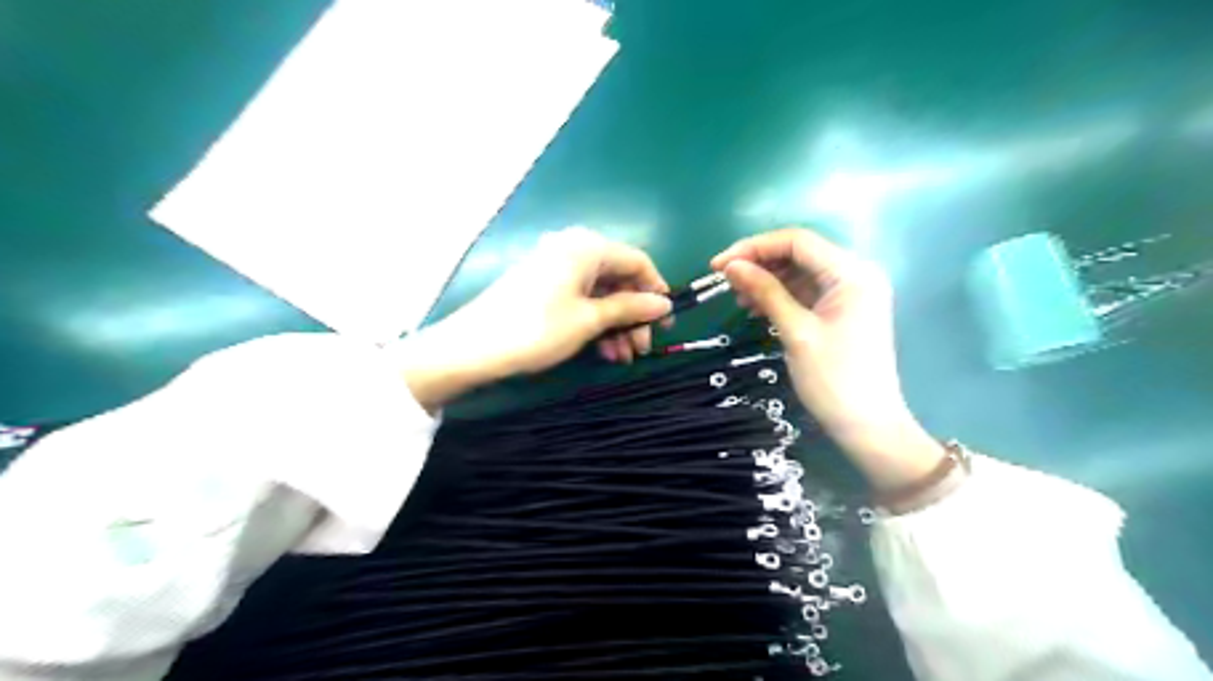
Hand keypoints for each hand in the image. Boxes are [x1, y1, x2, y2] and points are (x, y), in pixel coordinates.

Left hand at [405, 225, 671, 409]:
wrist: (473, 347)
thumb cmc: (537, 328)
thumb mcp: (589, 320)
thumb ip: (630, 308)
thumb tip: (665, 304)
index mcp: (586, 247)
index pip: (637, 261)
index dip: (656, 290)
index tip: (667, 322)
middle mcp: (572, 249)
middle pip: (618, 279)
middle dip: (634, 315)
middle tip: (642, 348)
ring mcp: (555, 267)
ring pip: (600, 293)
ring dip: (616, 324)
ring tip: (622, 357)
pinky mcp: (542, 285)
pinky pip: (580, 299)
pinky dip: (595, 322)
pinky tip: (602, 351)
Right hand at [712, 226, 947, 488]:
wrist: (867, 426)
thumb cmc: (833, 379)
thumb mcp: (795, 331)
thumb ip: (765, 292)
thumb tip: (731, 265)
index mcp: (852, 273)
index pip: (797, 241)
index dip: (754, 247)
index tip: (719, 265)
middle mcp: (855, 273)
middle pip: (799, 253)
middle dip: (760, 263)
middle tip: (725, 281)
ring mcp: (851, 292)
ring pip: (800, 272)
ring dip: (768, 280)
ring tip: (739, 299)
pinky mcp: (843, 310)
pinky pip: (807, 291)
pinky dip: (781, 296)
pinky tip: (757, 308)